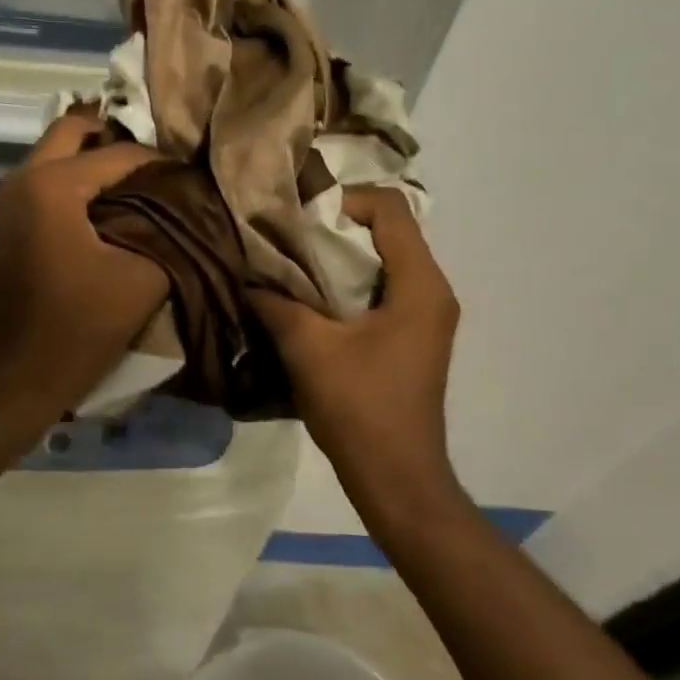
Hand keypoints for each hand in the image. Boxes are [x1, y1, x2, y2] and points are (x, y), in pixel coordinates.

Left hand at [0, 112, 168, 427]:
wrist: (10, 382)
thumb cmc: (77, 329)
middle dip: (115, 140)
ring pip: (53, 154)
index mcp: (51, 185)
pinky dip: (72, 182)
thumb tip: (186, 207)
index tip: (190, 180)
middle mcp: (20, 178)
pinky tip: (104, 210)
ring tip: (136, 187)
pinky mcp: (1, 223)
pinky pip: (41, 181)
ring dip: (91, 160)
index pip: (118, 152)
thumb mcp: (141, 279)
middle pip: (73, 131)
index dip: (159, 163)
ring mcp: (3, 200)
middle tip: (154, 166)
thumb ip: (169, 232)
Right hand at [249, 189, 463, 517]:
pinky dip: (350, 284)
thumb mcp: (309, 349)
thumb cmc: (360, 408)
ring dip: (341, 258)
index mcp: (420, 284)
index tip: (303, 220)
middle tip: (290, 240)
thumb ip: (276, 303)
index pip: (391, 208)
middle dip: (337, 229)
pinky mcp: (415, 335)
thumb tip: (246, 276)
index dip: (345, 201)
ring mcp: (427, 315)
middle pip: (389, 230)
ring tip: (295, 268)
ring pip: (385, 260)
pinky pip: (384, 288)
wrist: (397, 478)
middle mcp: (433, 290)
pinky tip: (312, 302)